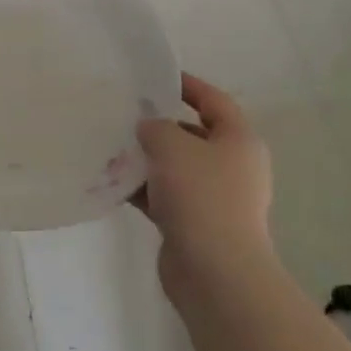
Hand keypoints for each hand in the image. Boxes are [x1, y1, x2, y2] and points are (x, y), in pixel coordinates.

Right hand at [134, 74, 274, 301]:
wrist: (216, 274)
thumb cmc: (201, 196)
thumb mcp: (172, 146)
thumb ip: (155, 127)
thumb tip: (149, 129)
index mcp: (239, 140)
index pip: (213, 100)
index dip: (187, 85)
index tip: (155, 77)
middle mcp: (232, 166)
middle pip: (193, 135)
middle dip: (159, 126)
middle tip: (125, 114)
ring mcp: (215, 199)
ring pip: (176, 169)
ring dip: (147, 160)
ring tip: (111, 148)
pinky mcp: (196, 225)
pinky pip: (166, 197)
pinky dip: (143, 190)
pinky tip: (112, 183)